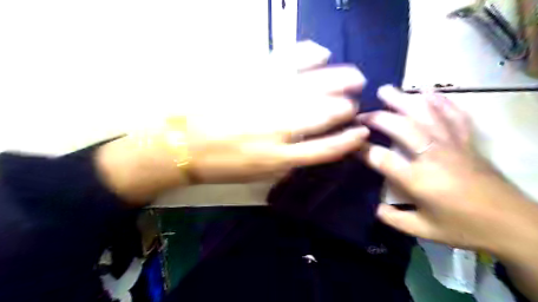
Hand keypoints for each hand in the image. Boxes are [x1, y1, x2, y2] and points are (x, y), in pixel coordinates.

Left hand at [95, 41, 369, 203]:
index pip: (326, 149)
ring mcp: (266, 99)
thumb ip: (287, 161)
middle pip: (326, 113)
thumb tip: (309, 146)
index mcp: (280, 157)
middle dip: (347, 107)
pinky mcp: (251, 76)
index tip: (362, 132)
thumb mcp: (258, 174)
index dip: (348, 140)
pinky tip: (321, 52)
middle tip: (354, 103)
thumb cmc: (221, 164)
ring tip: (355, 77)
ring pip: (315, 86)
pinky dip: (309, 54)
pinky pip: (287, 59)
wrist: (183, 144)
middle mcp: (279, 128)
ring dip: (341, 80)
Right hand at [359, 87, 530, 250]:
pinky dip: (441, 101)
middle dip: (377, 117)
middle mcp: (433, 156)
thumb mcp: (423, 230)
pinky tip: (429, 92)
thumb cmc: (464, 228)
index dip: (362, 148)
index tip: (349, 142)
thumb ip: (393, 219)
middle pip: (401, 127)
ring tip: (386, 90)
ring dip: (403, 100)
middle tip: (360, 114)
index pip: (381, 158)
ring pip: (426, 114)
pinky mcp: (468, 142)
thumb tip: (372, 207)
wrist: (514, 225)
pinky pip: (455, 115)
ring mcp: (453, 145)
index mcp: (419, 180)